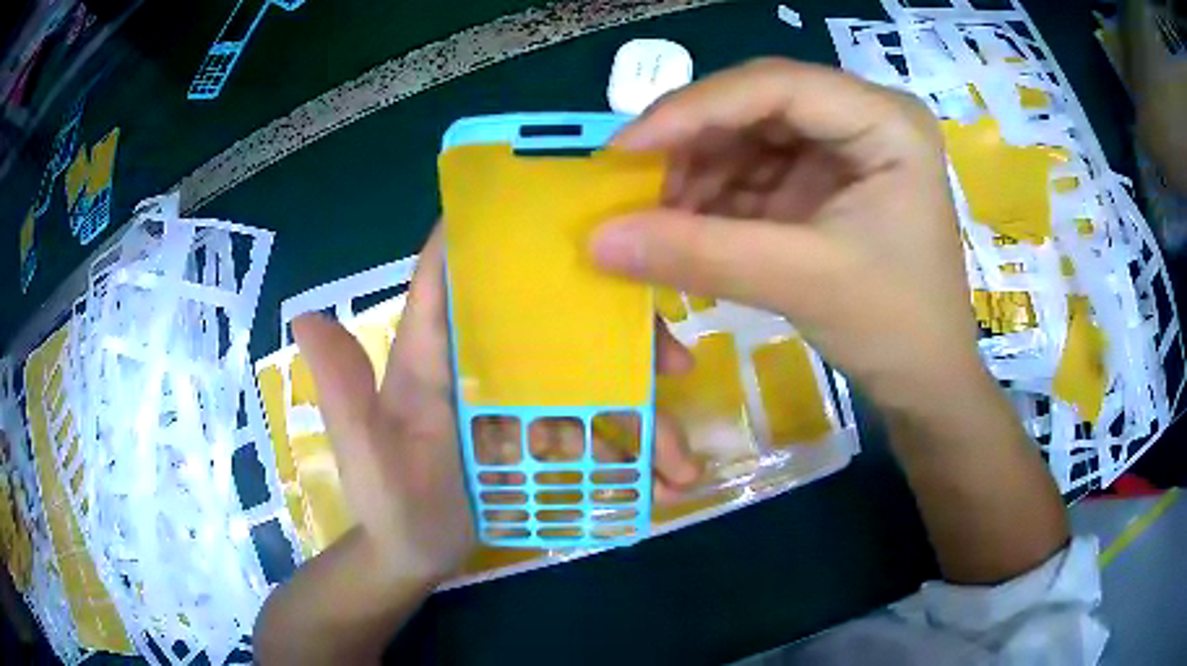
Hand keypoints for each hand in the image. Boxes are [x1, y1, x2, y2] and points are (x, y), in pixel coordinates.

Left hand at [293, 226, 700, 582]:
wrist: (415, 555)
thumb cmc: (388, 502)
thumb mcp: (366, 452)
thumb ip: (344, 391)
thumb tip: (303, 315)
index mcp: (433, 353)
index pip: (455, 274)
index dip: (492, 232)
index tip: (560, 205)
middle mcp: (480, 362)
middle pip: (551, 320)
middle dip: (615, 332)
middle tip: (672, 359)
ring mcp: (516, 399)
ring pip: (588, 380)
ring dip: (641, 411)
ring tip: (679, 459)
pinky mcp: (539, 433)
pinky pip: (593, 428)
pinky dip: (633, 450)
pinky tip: (667, 480)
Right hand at [590, 59, 986, 411]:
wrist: (927, 382)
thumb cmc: (895, 328)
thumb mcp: (802, 283)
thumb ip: (700, 254)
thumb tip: (596, 239)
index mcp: (886, 121)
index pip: (777, 85)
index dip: (693, 110)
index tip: (622, 150)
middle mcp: (866, 117)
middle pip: (758, 104)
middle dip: (692, 144)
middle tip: (631, 186)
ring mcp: (845, 148)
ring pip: (749, 137)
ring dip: (698, 174)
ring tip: (656, 219)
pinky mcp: (826, 181)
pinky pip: (756, 171)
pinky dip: (716, 198)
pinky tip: (685, 226)